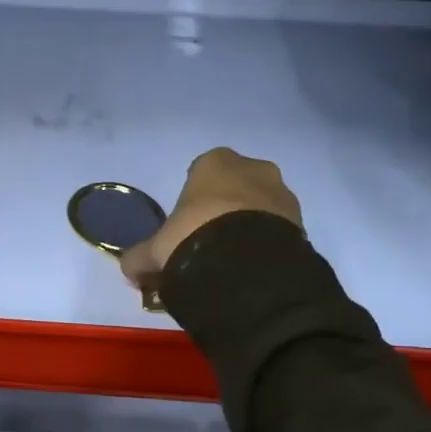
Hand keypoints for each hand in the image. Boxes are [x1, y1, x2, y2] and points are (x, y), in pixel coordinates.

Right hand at [118, 147, 302, 290]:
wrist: (247, 264)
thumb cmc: (193, 238)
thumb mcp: (155, 251)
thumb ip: (138, 257)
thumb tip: (128, 269)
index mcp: (215, 162)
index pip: (202, 171)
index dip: (194, 199)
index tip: (187, 225)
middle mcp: (253, 168)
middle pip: (236, 186)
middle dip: (226, 208)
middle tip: (210, 242)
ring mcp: (282, 194)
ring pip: (261, 206)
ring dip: (250, 226)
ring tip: (234, 261)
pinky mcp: (302, 222)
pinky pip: (278, 229)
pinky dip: (267, 243)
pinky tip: (252, 268)